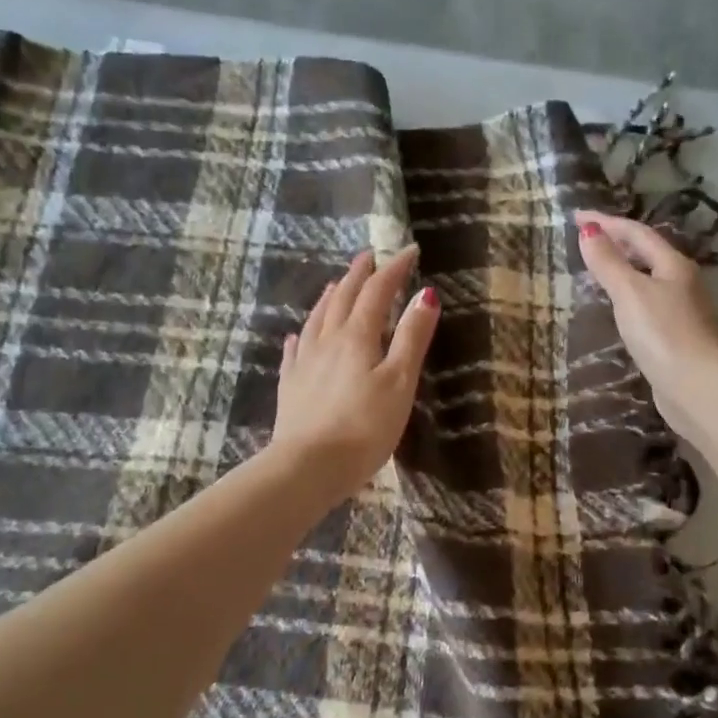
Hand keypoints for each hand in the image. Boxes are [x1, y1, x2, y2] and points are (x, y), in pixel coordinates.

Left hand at [272, 247, 438, 504]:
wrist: (308, 467)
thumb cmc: (364, 427)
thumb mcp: (400, 381)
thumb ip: (412, 338)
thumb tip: (426, 294)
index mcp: (357, 336)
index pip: (378, 292)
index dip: (394, 269)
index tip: (410, 251)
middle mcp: (327, 340)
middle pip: (344, 298)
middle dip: (359, 275)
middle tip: (369, 257)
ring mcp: (304, 363)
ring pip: (317, 319)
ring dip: (331, 297)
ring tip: (337, 284)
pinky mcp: (291, 387)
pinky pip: (296, 351)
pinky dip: (302, 336)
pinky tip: (298, 336)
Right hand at [575, 210, 717, 442]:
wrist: (698, 387)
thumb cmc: (663, 333)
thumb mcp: (630, 292)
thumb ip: (608, 262)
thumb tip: (588, 230)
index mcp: (673, 265)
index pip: (636, 232)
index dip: (605, 222)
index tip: (575, 215)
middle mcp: (682, 283)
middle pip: (647, 253)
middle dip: (617, 242)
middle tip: (586, 238)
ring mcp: (681, 312)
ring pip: (649, 280)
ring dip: (624, 270)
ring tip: (597, 270)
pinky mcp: (676, 338)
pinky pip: (647, 306)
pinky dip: (628, 298)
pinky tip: (617, 310)